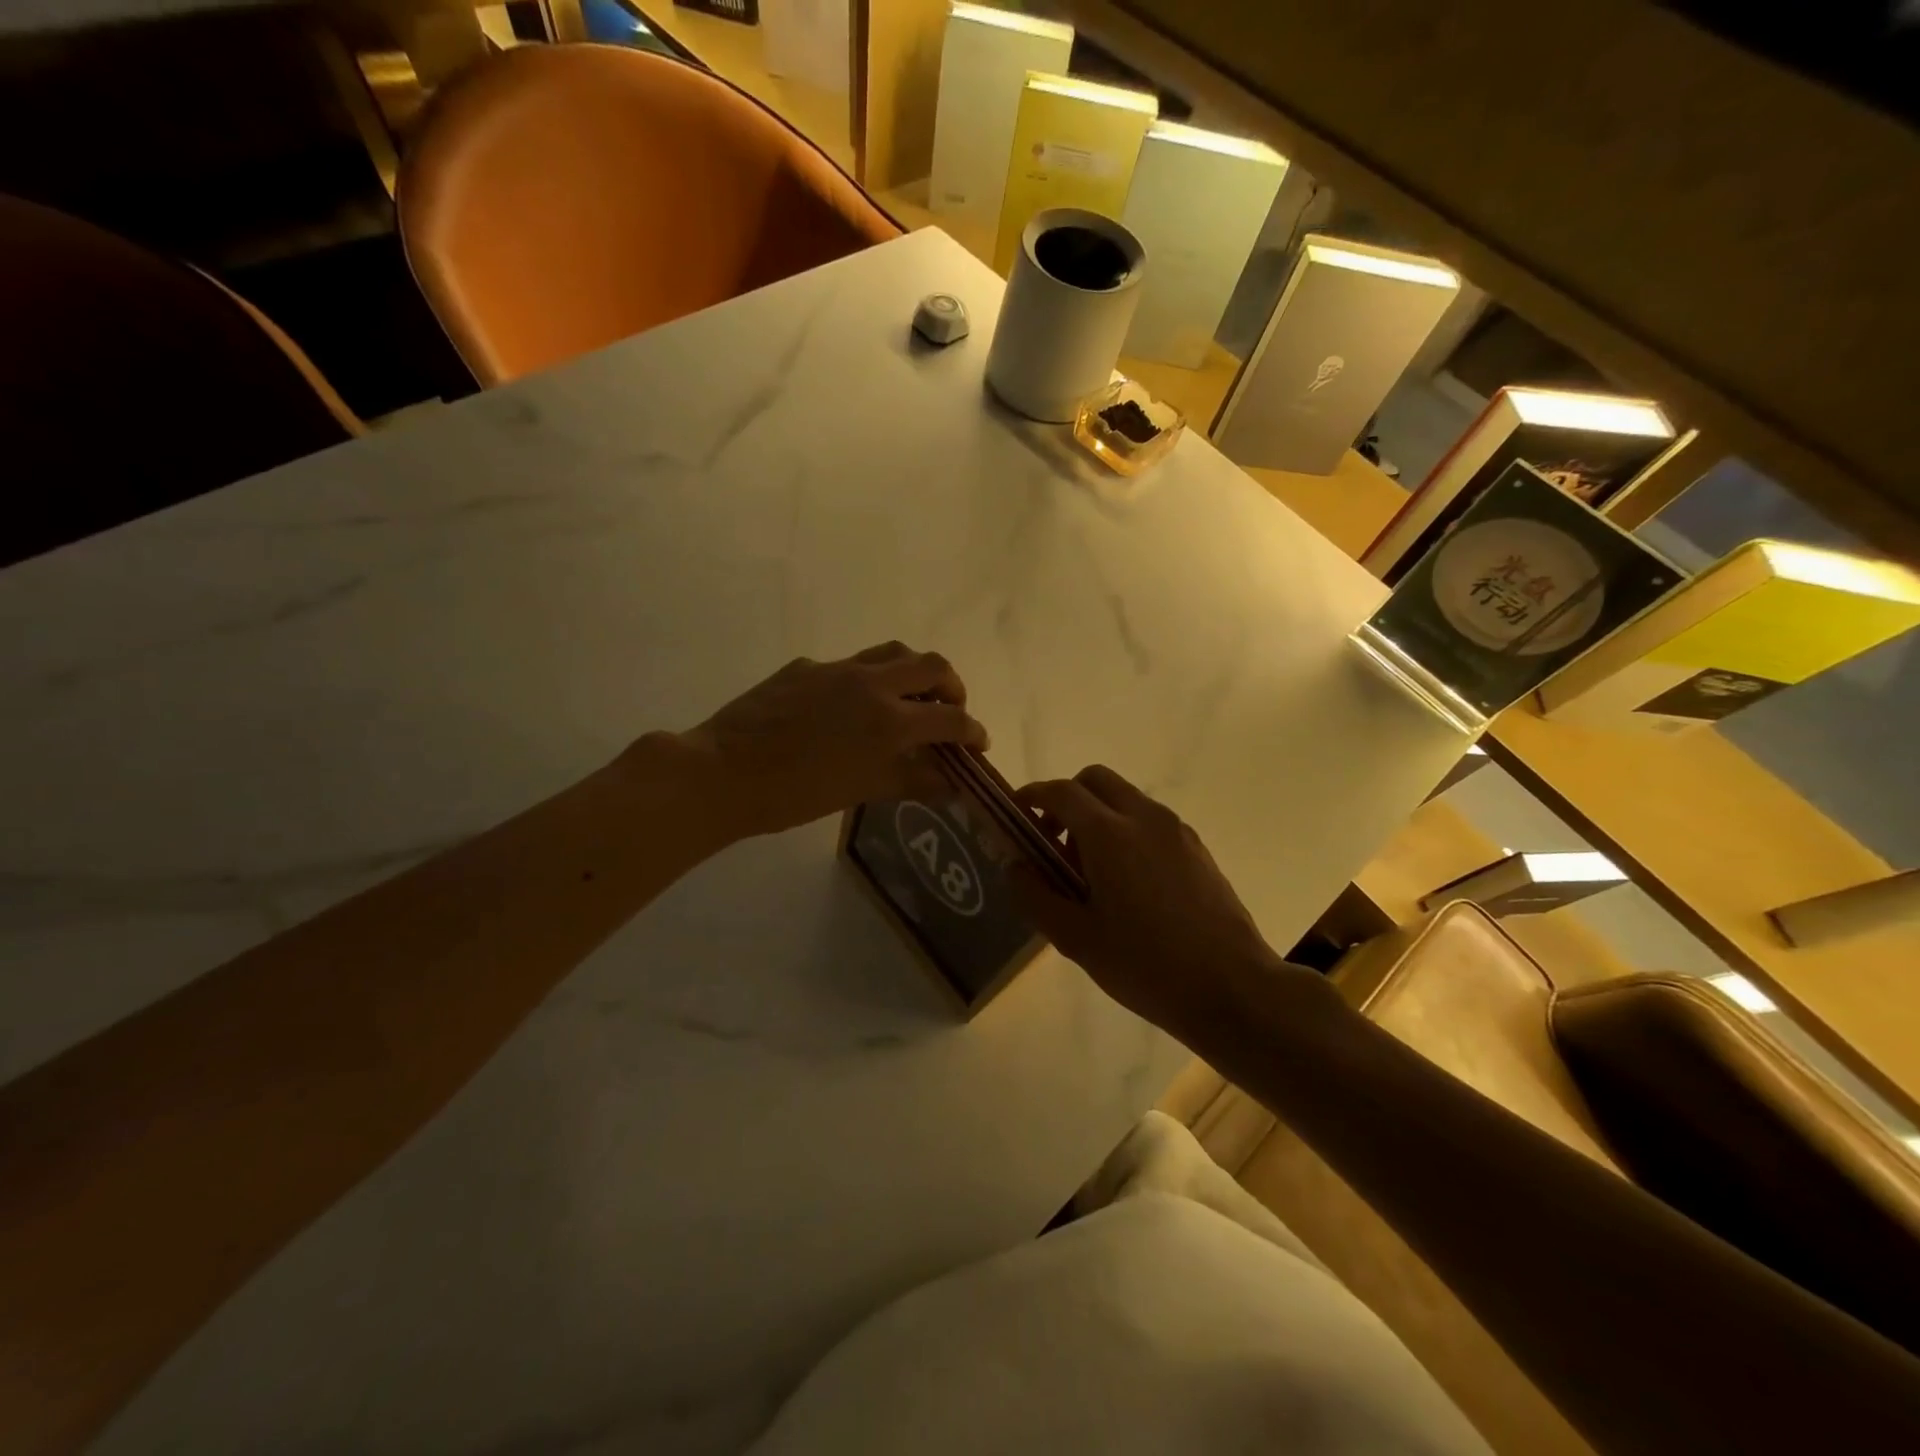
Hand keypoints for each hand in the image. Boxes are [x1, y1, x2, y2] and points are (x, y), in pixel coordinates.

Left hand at [667, 642, 988, 837]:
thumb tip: (949, 784)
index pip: (950, 719)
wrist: (723, 772)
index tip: (979, 744)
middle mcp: (871, 683)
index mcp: (889, 720)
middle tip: (949, 711)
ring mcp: (836, 669)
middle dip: (951, 687)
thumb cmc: (795, 794)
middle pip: (931, 665)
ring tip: (910, 697)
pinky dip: (866, 681)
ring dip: (913, 671)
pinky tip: (847, 708)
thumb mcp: (860, 791)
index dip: (973, 731)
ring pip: (892, 652)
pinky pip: (849, 665)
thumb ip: (910, 781)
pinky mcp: (806, 667)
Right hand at [1013, 765, 1289, 1040]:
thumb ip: (1036, 896)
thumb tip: (1014, 866)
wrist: (1233, 988)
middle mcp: (1144, 818)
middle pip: (1096, 779)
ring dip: (1098, 816)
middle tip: (1054, 841)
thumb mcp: (1077, 939)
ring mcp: (1176, 830)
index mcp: (1110, 835)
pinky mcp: (1197, 848)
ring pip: (1126, 798)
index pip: (1062, 792)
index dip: (1033, 796)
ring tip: (1090, 872)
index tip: (1017, 814)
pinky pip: (1150, 821)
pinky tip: (1128, 884)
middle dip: (1067, 798)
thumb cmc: (1146, 965)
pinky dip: (1126, 831)